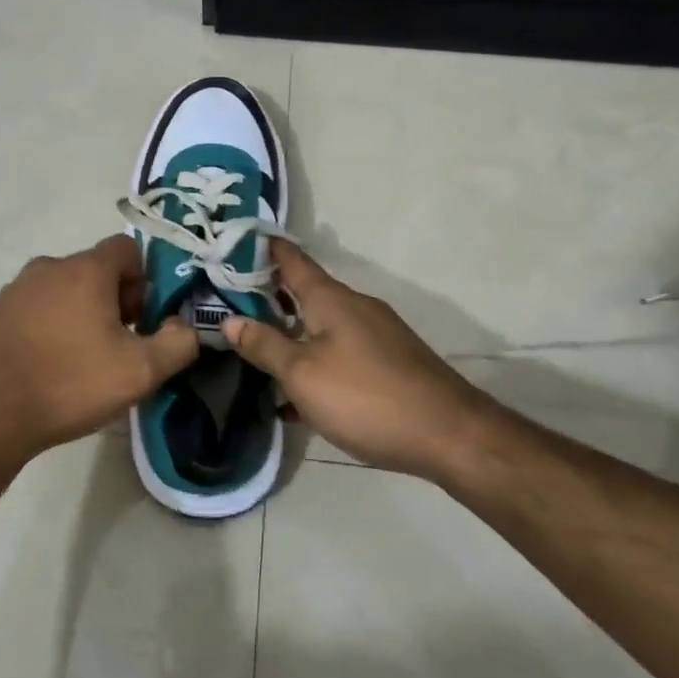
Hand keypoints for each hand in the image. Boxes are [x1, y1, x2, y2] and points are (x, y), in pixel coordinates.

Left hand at [0, 234, 198, 461]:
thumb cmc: (70, 383)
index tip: (143, 319)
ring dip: (83, 313)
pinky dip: (52, 325)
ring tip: (84, 360)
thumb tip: (186, 327)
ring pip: (66, 289)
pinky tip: (51, 365)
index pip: (127, 248)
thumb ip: (179, 343)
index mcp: (85, 269)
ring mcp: (17, 289)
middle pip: (96, 269)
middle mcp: (49, 267)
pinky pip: (38, 307)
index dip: (144, 280)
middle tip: (118, 345)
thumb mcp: (141, 371)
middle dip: (116, 299)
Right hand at [223, 241, 483, 478]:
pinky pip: (340, 349)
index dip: (260, 248)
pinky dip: (316, 360)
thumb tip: (230, 320)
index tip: (231, 243)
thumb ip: (265, 345)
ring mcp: (376, 332)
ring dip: (290, 332)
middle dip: (268, 296)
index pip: (290, 258)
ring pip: (322, 323)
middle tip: (229, 304)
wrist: (449, 434)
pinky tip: (299, 397)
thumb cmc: (366, 397)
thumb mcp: (303, 374)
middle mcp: (354, 305)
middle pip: (304, 291)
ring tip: (257, 352)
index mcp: (330, 298)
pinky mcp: (389, 360)